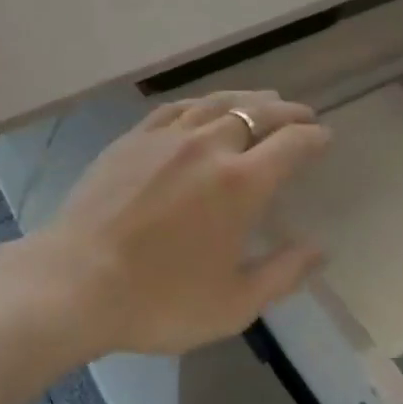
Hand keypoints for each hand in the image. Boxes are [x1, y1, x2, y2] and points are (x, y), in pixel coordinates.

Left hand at [43, 91, 330, 356]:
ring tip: (262, 99)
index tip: (324, 136)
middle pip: (256, 114)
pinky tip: (203, 106)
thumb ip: (282, 273)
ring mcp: (166, 137)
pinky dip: (200, 102)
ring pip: (215, 103)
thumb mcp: (233, 304)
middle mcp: (207, 146)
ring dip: (246, 99)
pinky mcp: (133, 138)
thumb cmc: (160, 300)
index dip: (313, 137)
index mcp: (240, 183)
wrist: (78, 280)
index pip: (290, 145)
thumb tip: (319, 249)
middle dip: (285, 112)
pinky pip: (175, 107)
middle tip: (302, 113)